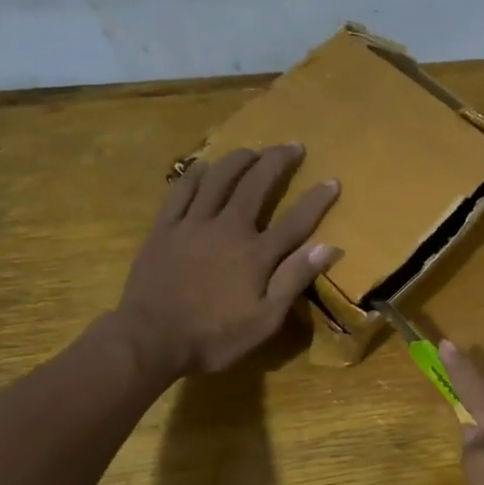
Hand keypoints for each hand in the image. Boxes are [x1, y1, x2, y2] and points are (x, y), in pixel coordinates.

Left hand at [116, 144, 340, 378]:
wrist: (151, 339)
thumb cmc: (214, 337)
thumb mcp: (264, 321)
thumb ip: (294, 281)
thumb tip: (328, 247)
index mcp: (255, 255)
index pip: (295, 221)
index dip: (316, 200)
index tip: (332, 180)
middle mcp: (227, 229)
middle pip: (256, 186)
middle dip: (277, 162)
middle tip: (293, 145)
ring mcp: (192, 225)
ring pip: (218, 180)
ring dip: (238, 160)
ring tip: (252, 149)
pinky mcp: (164, 229)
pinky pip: (180, 191)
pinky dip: (194, 175)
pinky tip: (203, 166)